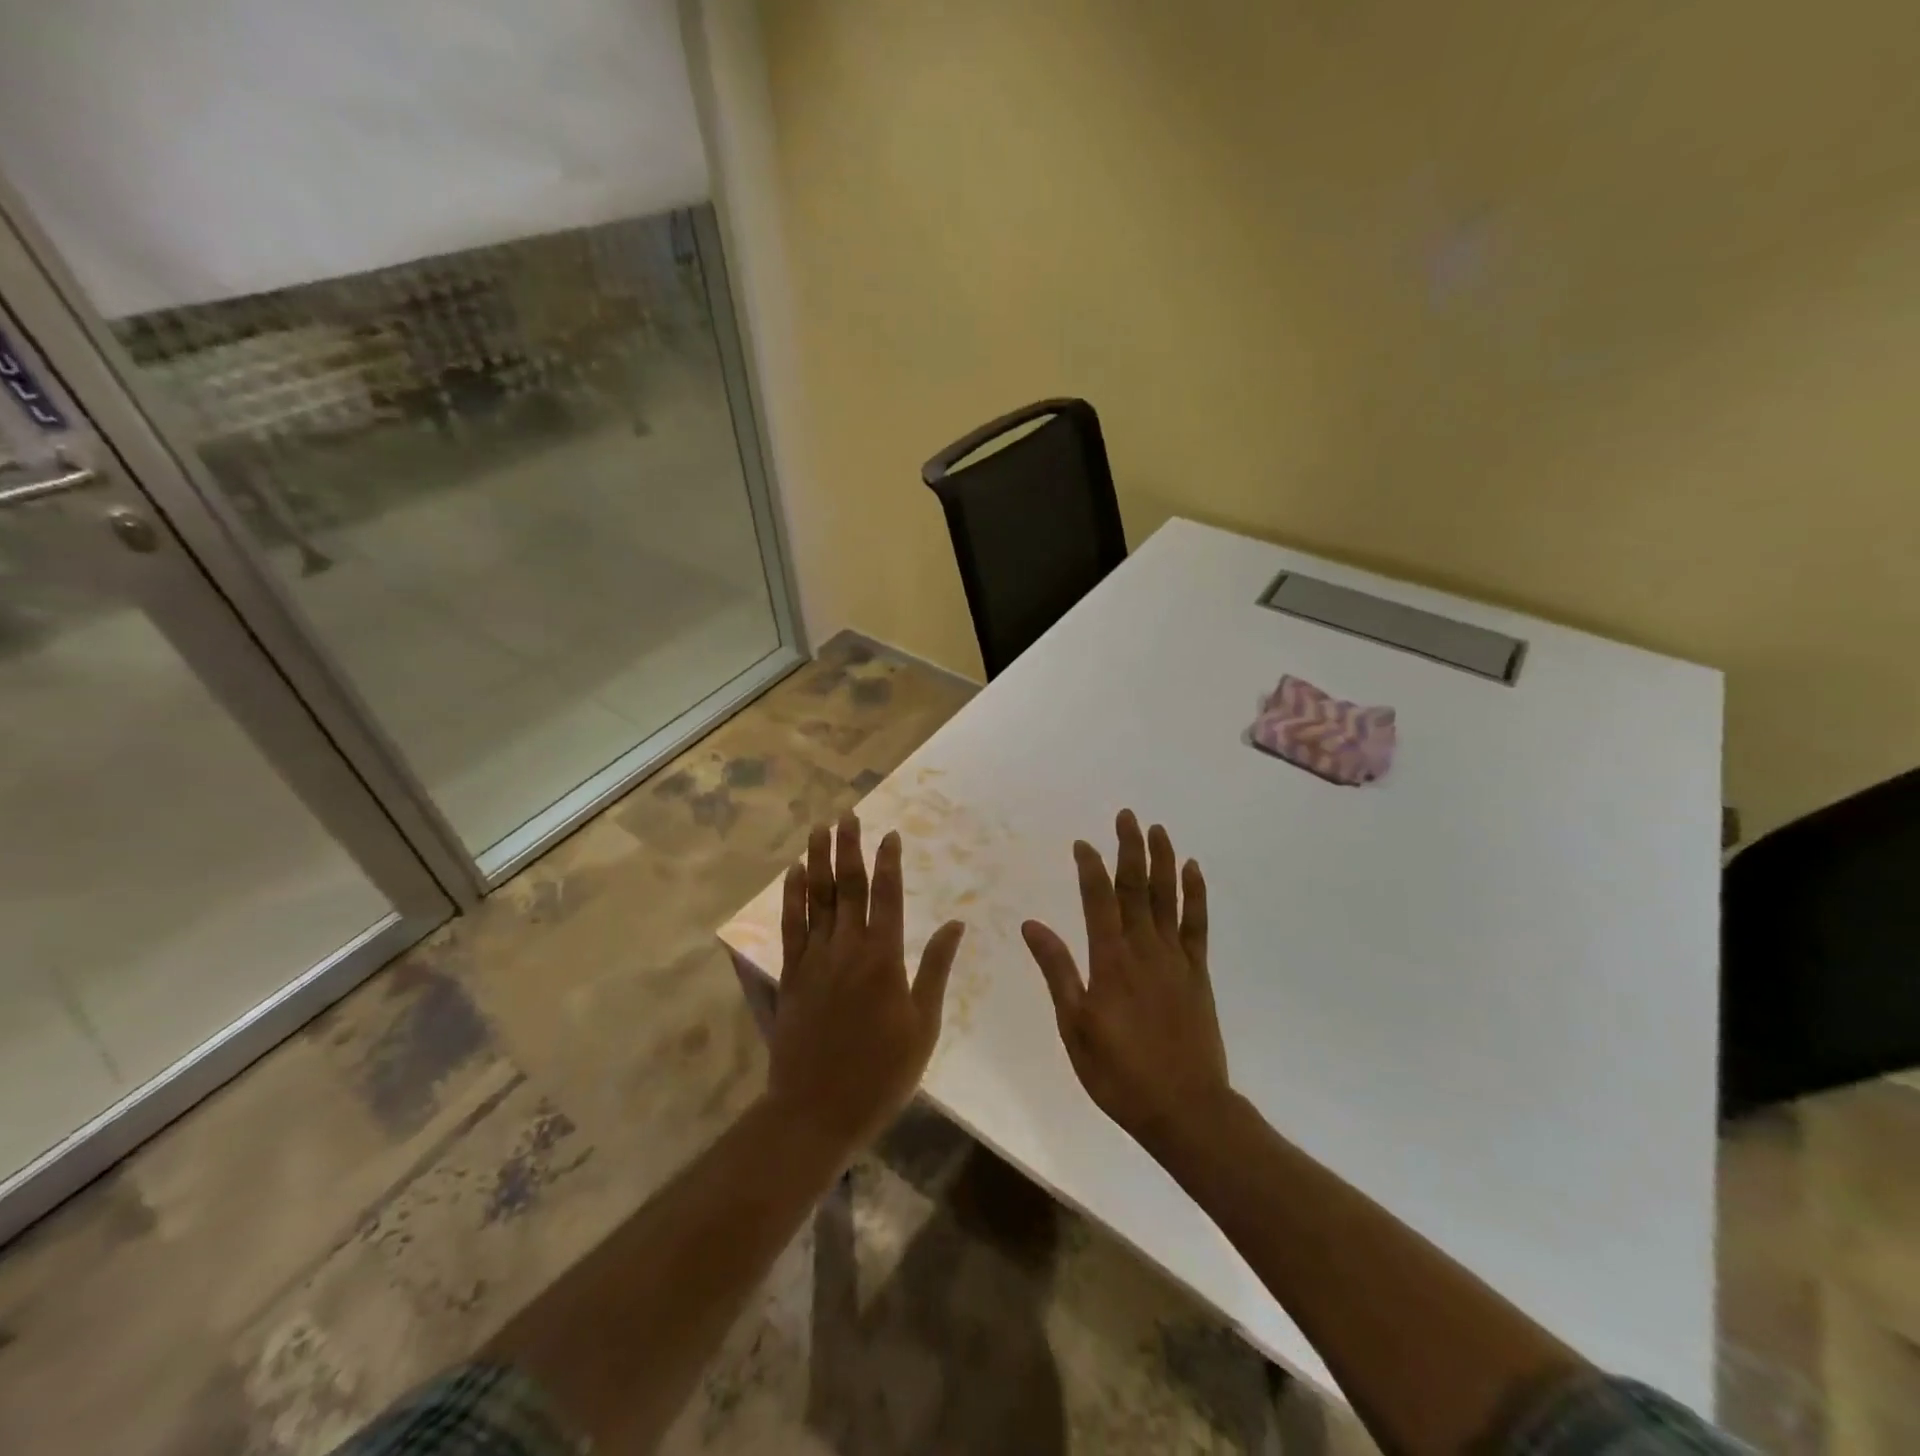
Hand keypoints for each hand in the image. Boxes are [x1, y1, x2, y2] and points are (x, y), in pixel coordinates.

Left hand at [766, 813, 966, 1156]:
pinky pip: (791, 925)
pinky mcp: (791, 974)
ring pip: (818, 898)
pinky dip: (793, 896)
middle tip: (848, 815)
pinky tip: (794, 873)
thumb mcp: (923, 1025)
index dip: (890, 862)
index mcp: (884, 959)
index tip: (891, 834)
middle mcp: (847, 949)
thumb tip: (956, 924)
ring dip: (819, 860)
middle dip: (850, 847)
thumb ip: (936, 969)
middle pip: (849, 887)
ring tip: (819, 829)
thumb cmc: (881, 1073)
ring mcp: (815, 959)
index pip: (887, 897)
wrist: (817, 1110)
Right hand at [1022, 810, 1231, 1158]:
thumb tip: (1032, 925)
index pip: (1098, 900)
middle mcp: (1144, 949)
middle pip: (1136, 888)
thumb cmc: (1119, 1073)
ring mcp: (1175, 958)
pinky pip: (1197, 924)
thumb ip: (1057, 971)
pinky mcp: (1197, 973)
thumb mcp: (1074, 1026)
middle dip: (1130, 849)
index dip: (1090, 867)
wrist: (1185, 1108)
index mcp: (1110, 961)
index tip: (1083, 843)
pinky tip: (1193, 871)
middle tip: (1127, 815)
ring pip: (1168, 897)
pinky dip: (1196, 894)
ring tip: (1158, 829)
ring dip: (1163, 861)